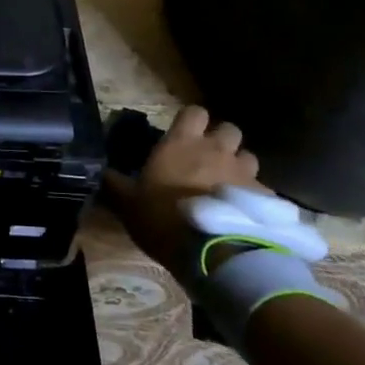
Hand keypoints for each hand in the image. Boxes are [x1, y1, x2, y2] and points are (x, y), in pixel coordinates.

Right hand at [102, 104, 262, 275]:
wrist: (214, 253)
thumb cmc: (164, 219)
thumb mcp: (128, 204)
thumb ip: (116, 184)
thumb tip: (99, 172)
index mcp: (181, 144)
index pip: (194, 112)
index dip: (190, 121)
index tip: (183, 134)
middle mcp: (216, 150)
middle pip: (228, 129)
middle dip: (221, 140)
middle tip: (209, 159)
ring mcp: (244, 173)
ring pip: (248, 156)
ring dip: (239, 166)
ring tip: (229, 186)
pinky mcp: (266, 198)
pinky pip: (261, 189)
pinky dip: (253, 197)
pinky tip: (244, 214)